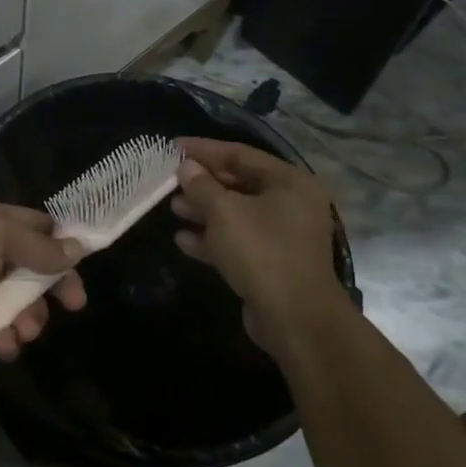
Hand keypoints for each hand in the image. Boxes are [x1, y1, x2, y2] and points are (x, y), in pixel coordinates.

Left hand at [0, 196, 86, 366]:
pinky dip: (6, 336)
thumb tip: (78, 249)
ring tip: (25, 331)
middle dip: (49, 287)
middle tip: (72, 305)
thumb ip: (37, 244)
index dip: (60, 243)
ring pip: (18, 301)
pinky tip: (4, 345)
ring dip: (29, 317)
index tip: (82, 265)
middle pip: (31, 266)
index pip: (33, 225)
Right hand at [170, 138, 340, 350]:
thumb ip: (201, 185)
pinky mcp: (272, 263)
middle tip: (170, 179)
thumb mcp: (224, 212)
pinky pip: (238, 241)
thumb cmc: (261, 251)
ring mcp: (283, 236)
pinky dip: (212, 238)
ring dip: (204, 211)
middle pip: (239, 184)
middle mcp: (291, 204)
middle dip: (203, 183)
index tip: (173, 147)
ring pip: (236, 214)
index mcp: (289, 182)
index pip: (240, 155)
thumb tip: (187, 167)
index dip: (205, 150)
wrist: (295, 319)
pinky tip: (182, 240)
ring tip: (172, 207)